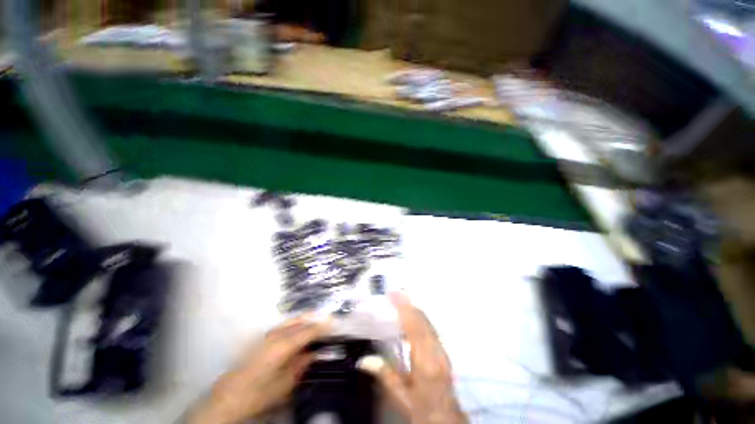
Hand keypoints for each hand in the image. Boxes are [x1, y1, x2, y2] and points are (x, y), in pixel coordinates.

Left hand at [189, 315, 329, 423]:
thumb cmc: (259, 393)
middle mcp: (277, 334)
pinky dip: (296, 323)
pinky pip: (285, 325)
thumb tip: (317, 351)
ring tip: (318, 319)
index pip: (308, 331)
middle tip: (329, 319)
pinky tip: (300, 327)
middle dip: (316, 319)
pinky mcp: (263, 338)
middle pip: (301, 322)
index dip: (323, 326)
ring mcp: (268, 335)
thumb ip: (302, 364)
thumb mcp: (285, 383)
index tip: (335, 323)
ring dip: (306, 319)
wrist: (229, 396)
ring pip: (293, 321)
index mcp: (283, 345)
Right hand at [358, 293, 466, 423]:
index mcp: (425, 360)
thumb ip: (385, 375)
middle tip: (394, 293)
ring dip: (414, 309)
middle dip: (408, 304)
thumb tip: (364, 360)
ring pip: (427, 321)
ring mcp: (442, 349)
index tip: (394, 294)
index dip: (404, 308)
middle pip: (422, 320)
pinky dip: (419, 317)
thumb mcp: (401, 397)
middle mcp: (436, 350)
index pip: (414, 327)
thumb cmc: (422, 408)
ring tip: (400, 300)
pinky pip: (430, 327)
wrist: (446, 418)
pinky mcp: (443, 350)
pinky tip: (410, 316)